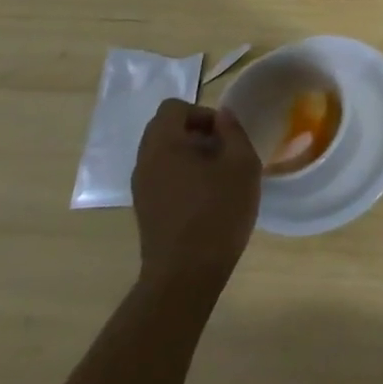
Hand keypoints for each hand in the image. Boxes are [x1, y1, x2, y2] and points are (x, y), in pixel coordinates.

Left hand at [131, 100, 260, 291]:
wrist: (185, 275)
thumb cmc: (218, 213)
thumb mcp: (241, 165)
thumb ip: (233, 133)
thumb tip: (223, 116)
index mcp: (163, 145)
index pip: (173, 108)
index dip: (201, 112)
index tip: (224, 135)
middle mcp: (144, 162)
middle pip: (164, 129)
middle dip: (195, 131)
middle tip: (222, 151)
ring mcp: (141, 188)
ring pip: (162, 153)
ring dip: (188, 154)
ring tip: (216, 175)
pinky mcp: (144, 209)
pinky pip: (161, 175)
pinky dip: (181, 174)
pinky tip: (205, 196)